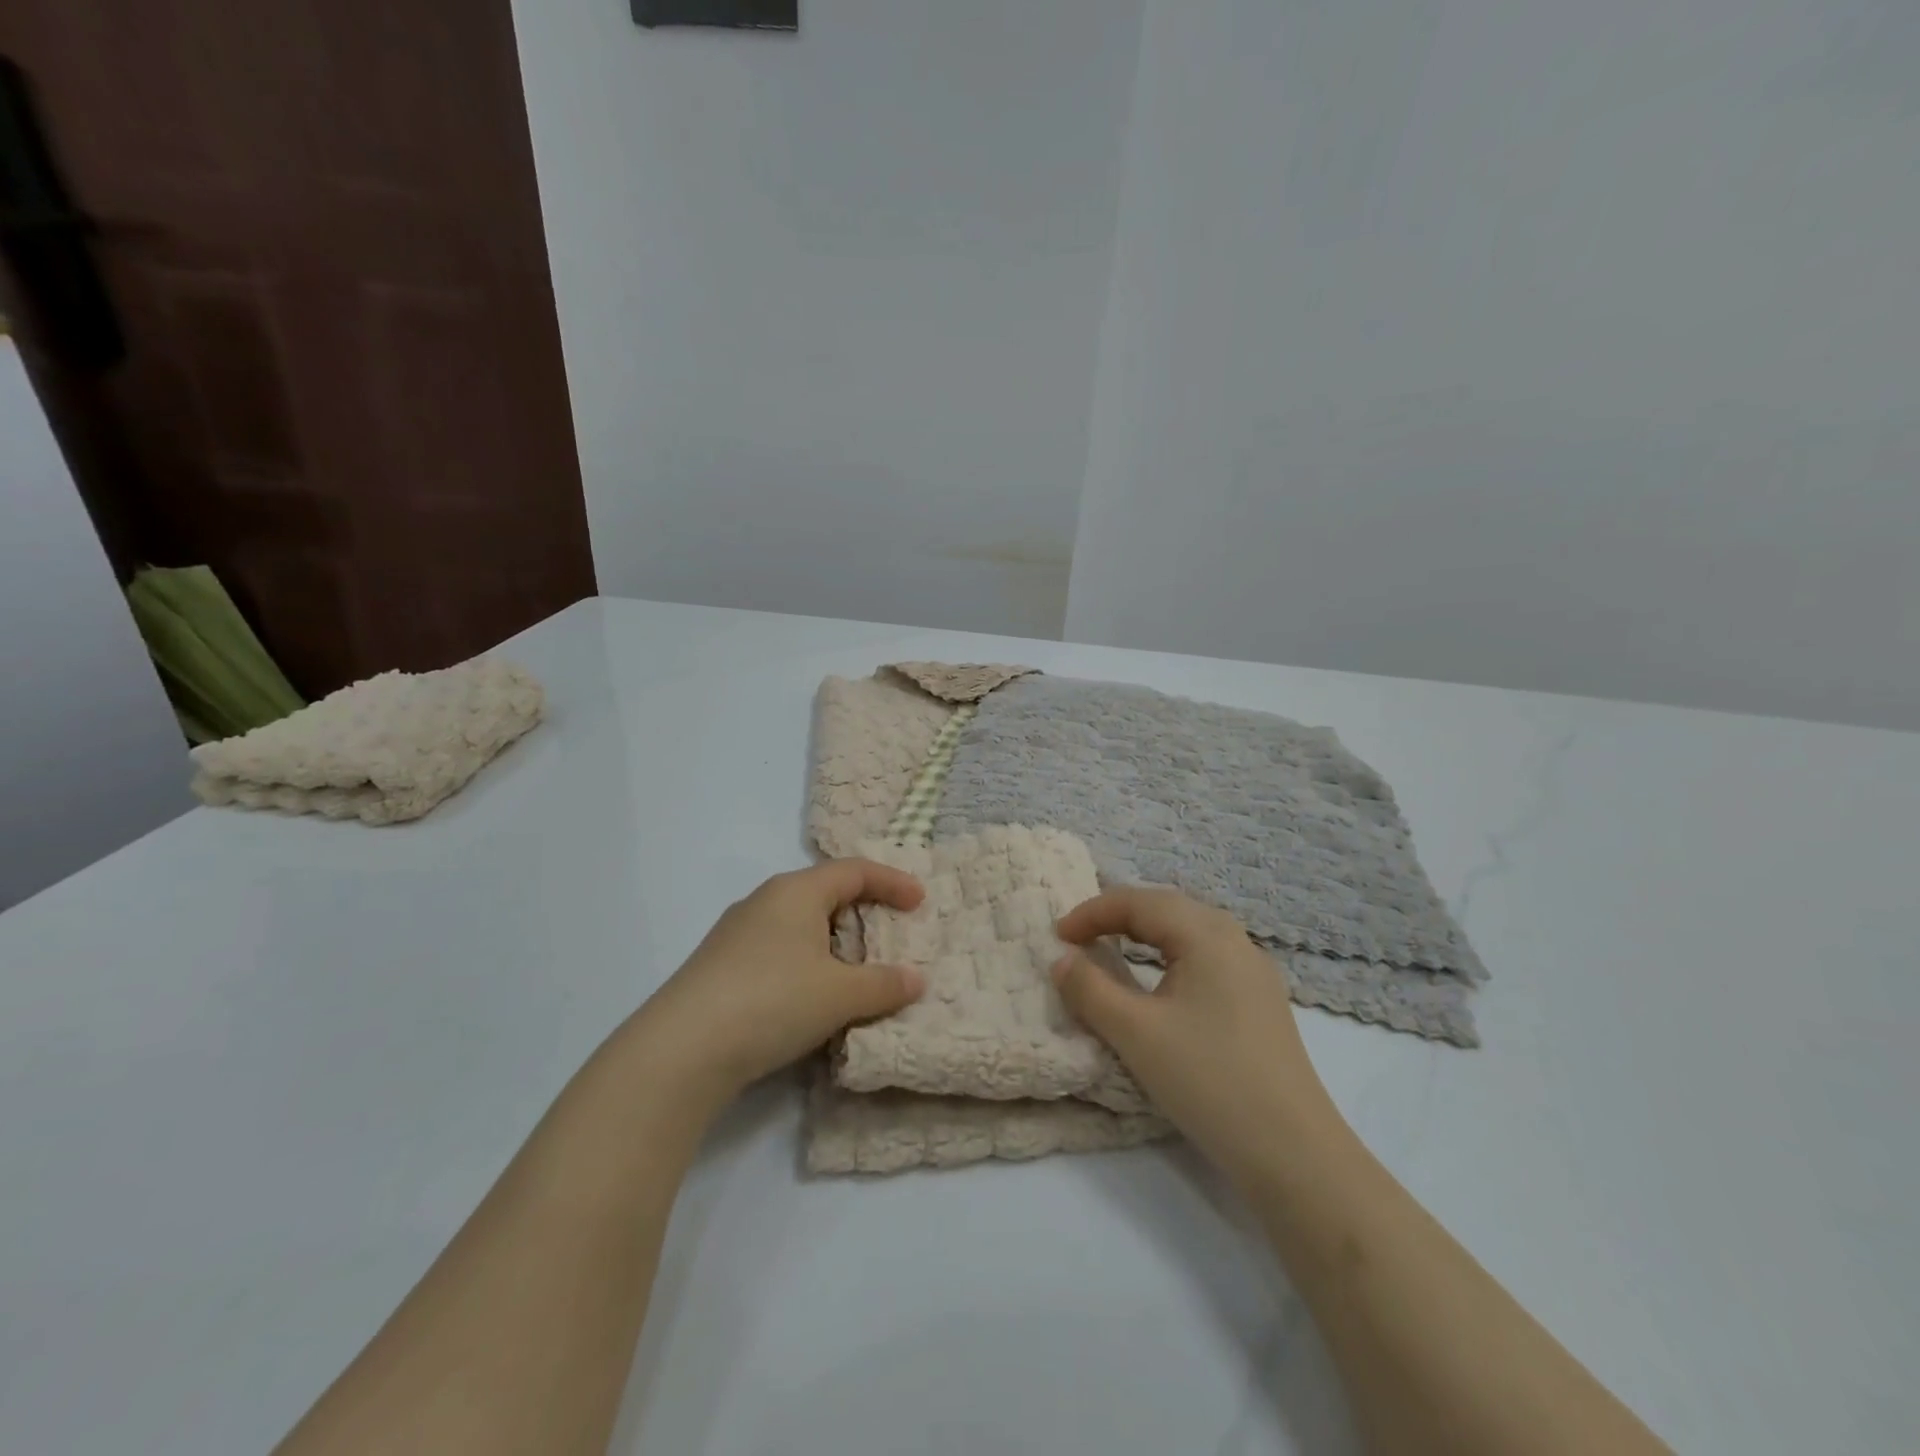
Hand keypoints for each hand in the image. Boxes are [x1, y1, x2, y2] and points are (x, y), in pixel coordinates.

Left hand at [628, 860, 926, 1111]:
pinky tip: (811, 996)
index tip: (919, 902)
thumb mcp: (839, 994)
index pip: (854, 871)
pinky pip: (778, 950)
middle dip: (863, 912)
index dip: (891, 882)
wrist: (680, 1050)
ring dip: (833, 943)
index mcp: (796, 892)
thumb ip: (883, 984)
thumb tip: (915, 980)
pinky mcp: (720, 966)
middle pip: (825, 893)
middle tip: (890, 936)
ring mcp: (737, 933)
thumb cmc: (771, 1001)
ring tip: (856, 972)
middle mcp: (765, 901)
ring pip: (799, 925)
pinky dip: (807, 963)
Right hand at [1052, 887, 1339, 1176]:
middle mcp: (1235, 939)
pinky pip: (1206, 955)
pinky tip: (1160, 980)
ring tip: (1111, 948)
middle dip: (1117, 915)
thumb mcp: (1135, 1033)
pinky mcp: (1261, 1000)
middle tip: (1079, 936)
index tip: (1056, 936)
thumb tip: (1061, 960)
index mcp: (1206, 934)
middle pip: (1166, 907)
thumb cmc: (1208, 1080)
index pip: (1138, 903)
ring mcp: (1254, 970)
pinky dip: (1170, 954)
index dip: (1092, 913)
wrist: (1293, 1152)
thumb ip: (1090, 989)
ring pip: (1189, 930)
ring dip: (1145, 932)